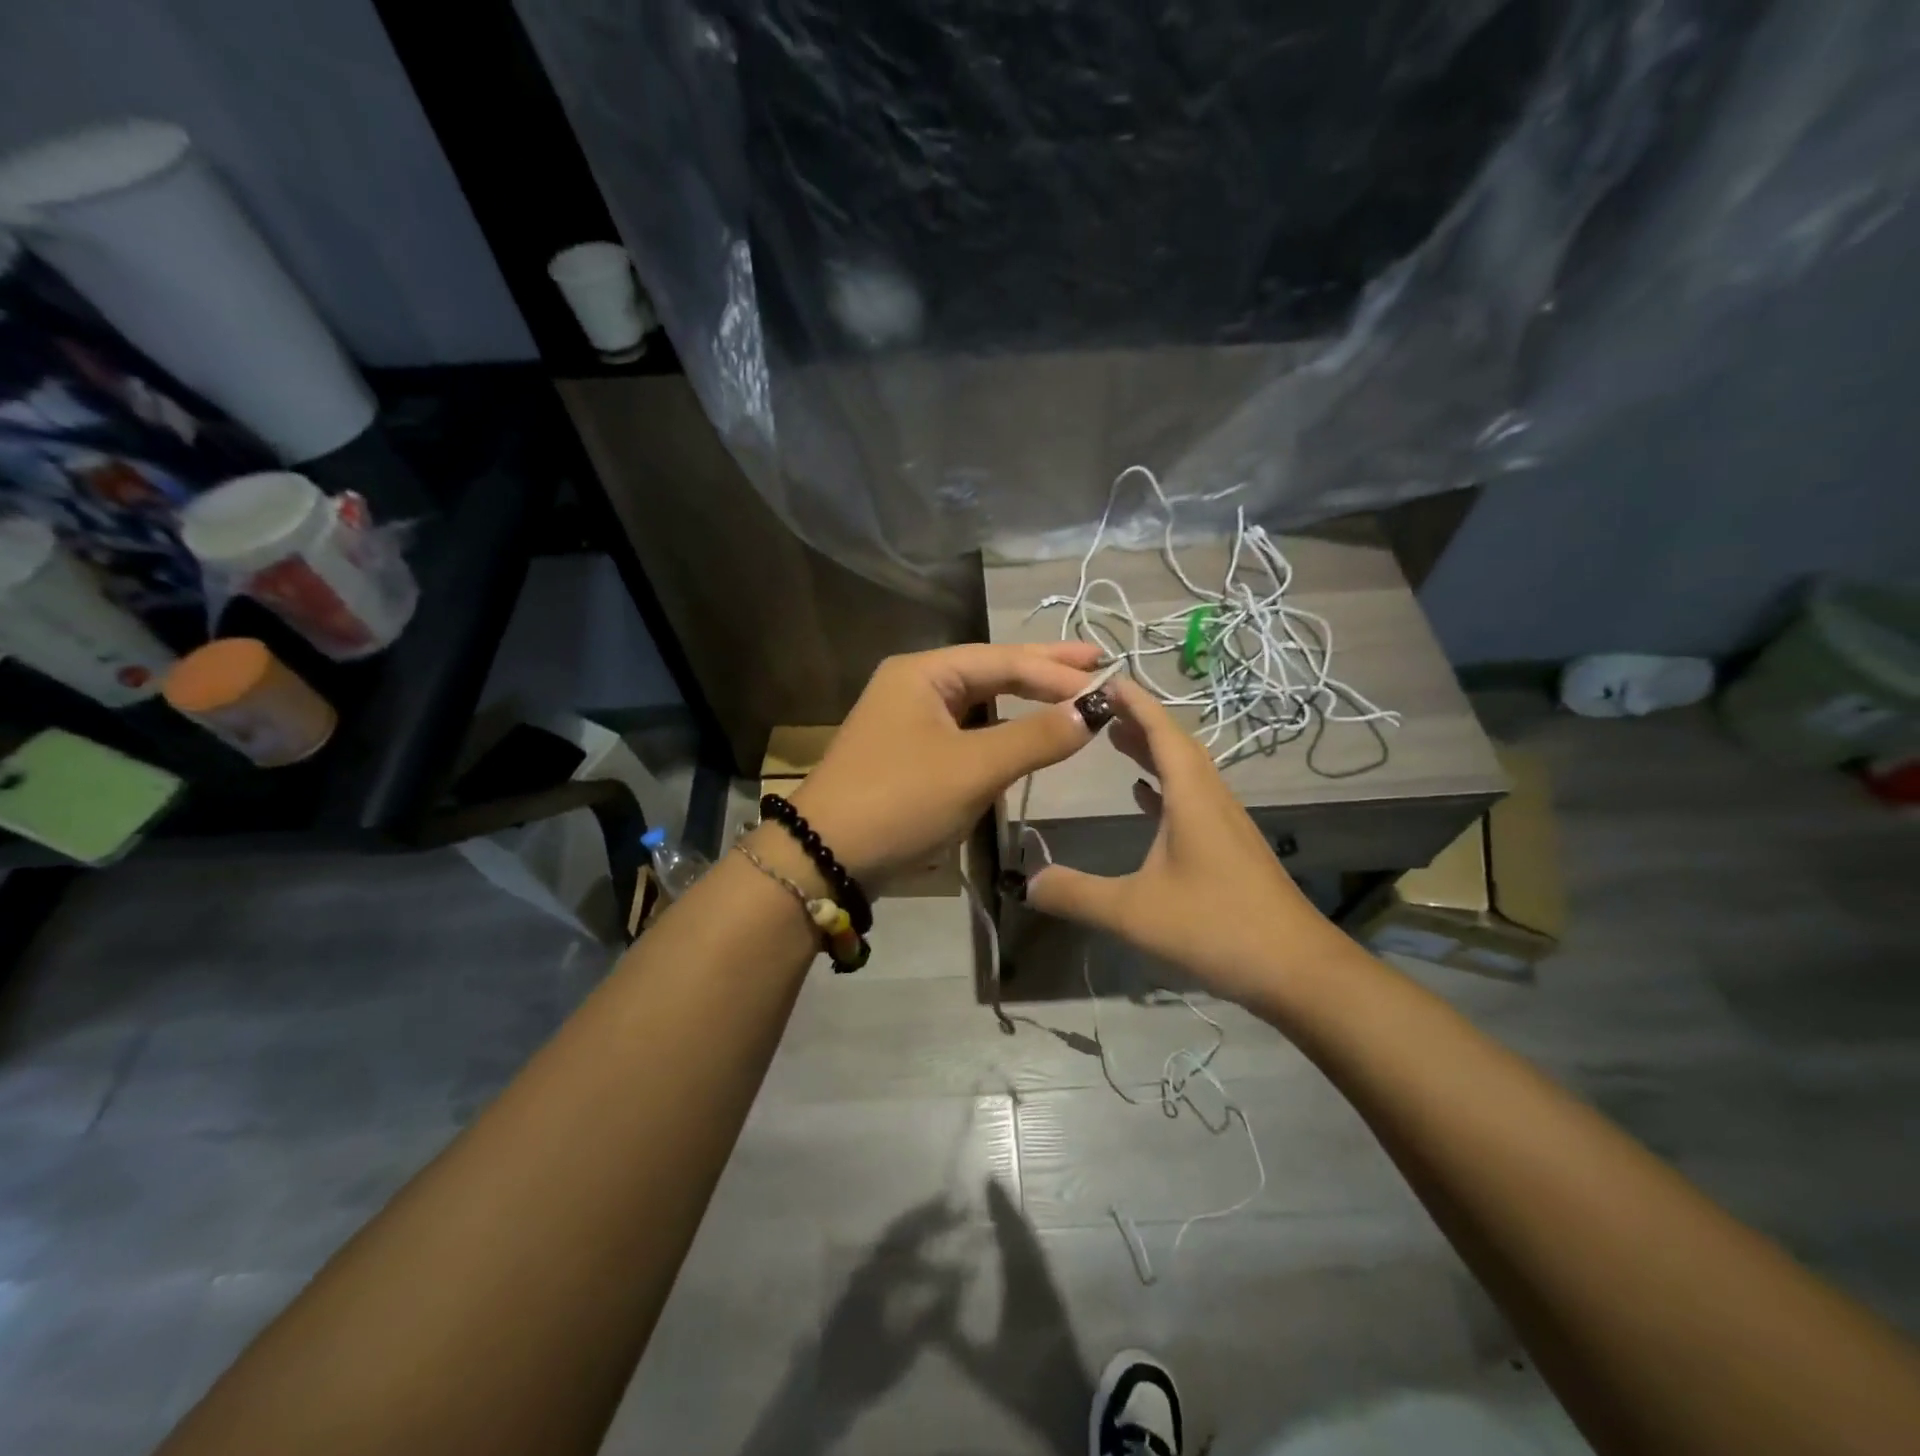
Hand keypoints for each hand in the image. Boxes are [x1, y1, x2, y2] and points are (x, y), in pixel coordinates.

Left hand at [788, 642, 1111, 886]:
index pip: (1004, 660)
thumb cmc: (901, 801)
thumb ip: (1036, 737)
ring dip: (1023, 701)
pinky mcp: (910, 754)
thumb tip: (1092, 711)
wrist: (824, 858)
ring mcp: (909, 720)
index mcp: (924, 673)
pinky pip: (967, 732)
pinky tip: (1027, 733)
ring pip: (979, 702)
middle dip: (1042, 670)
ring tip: (1069, 693)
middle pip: (991, 671)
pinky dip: (1001, 731)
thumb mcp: (974, 768)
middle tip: (1095, 664)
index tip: (1107, 677)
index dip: (1056, 670)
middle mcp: (914, 686)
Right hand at [1023, 677, 1339, 1001]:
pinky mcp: (1230, 848)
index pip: (1161, 732)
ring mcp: (1225, 824)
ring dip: (1151, 750)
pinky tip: (1144, 796)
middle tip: (1098, 706)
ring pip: (1186, 771)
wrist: (1297, 970)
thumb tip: (1026, 881)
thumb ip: (1076, 894)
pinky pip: (1192, 799)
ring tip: (1114, 740)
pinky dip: (1165, 786)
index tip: (1105, 677)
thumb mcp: (1133, 912)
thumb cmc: (1215, 928)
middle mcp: (1212, 799)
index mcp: (1192, 797)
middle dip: (1138, 720)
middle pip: (1175, 744)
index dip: (1134, 702)